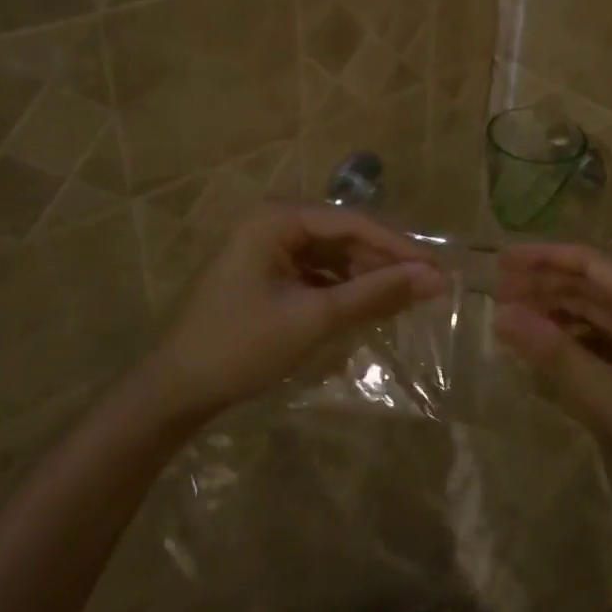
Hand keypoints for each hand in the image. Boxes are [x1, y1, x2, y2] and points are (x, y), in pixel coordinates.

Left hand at [141, 204, 446, 422]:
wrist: (173, 392)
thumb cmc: (240, 347)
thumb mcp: (314, 318)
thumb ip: (375, 294)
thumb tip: (435, 279)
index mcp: (275, 219)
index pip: (352, 222)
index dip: (398, 245)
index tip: (438, 268)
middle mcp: (271, 223)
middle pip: (342, 236)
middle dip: (384, 262)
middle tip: (428, 287)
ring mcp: (266, 249)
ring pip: (331, 256)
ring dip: (366, 276)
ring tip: (406, 299)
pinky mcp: (265, 274)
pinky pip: (315, 273)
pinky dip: (342, 289)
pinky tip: (368, 306)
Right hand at [493, 244, 611, 500]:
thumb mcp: (608, 395)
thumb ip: (555, 354)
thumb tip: (502, 315)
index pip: (587, 261)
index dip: (542, 256)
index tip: (500, 262)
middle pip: (589, 283)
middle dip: (543, 283)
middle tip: (496, 294)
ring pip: (594, 311)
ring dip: (555, 310)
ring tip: (513, 319)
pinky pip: (601, 339)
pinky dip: (571, 339)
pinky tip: (546, 351)